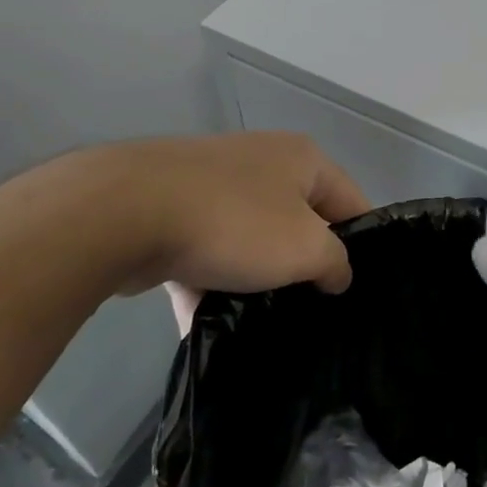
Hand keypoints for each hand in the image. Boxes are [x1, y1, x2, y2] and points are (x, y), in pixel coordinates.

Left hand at [70, 133, 368, 330]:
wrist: (124, 212)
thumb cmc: (234, 222)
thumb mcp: (306, 248)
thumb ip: (335, 262)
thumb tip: (337, 273)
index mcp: (302, 159)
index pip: (351, 201)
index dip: (362, 245)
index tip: (357, 290)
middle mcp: (262, 162)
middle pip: (299, 222)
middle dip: (303, 266)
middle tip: (312, 309)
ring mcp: (213, 184)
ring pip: (249, 241)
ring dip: (253, 280)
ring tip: (259, 324)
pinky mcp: (172, 210)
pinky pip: (204, 253)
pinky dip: (207, 285)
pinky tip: (204, 327)